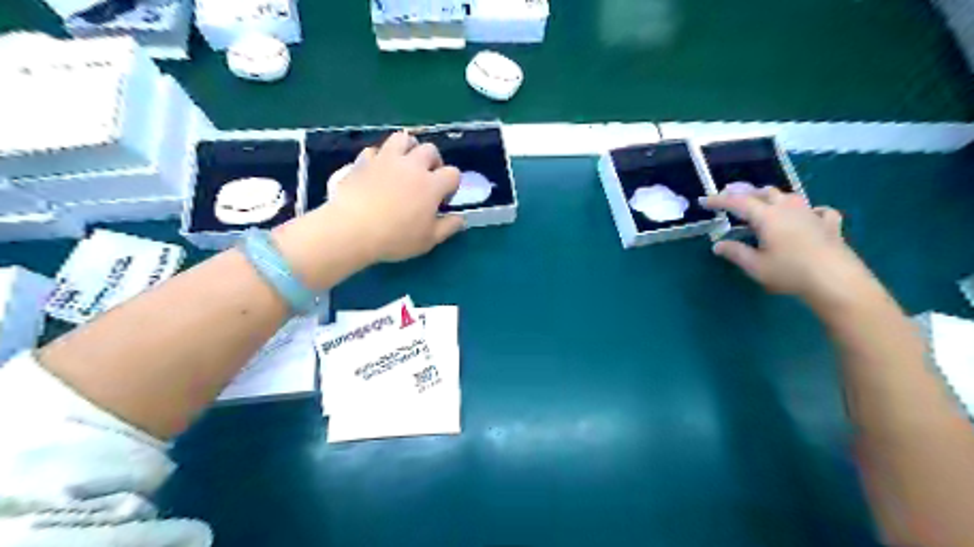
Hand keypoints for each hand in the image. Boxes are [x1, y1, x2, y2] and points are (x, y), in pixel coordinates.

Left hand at [326, 131, 465, 261]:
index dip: (452, 185)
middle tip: (427, 179)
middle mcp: (412, 165)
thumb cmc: (395, 237)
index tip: (443, 199)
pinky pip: (375, 150)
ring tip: (405, 164)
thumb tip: (460, 218)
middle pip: (430, 150)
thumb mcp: (428, 240)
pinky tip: (378, 170)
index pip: (453, 173)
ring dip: (408, 148)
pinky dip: (379, 158)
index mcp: (432, 184)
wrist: (352, 229)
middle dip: (433, 161)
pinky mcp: (363, 161)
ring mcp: (386, 159)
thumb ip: (448, 227)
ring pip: (403, 138)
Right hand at [705, 191, 871, 304]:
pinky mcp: (829, 225)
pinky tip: (808, 215)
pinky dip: (808, 210)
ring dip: (772, 197)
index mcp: (767, 216)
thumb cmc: (790, 272)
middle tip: (730, 197)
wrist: (836, 281)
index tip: (704, 201)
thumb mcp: (755, 266)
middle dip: (745, 193)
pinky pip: (817, 210)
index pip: (738, 202)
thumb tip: (717, 245)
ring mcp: (811, 214)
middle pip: (764, 192)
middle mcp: (788, 209)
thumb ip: (735, 253)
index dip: (719, 201)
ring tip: (763, 202)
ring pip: (789, 196)